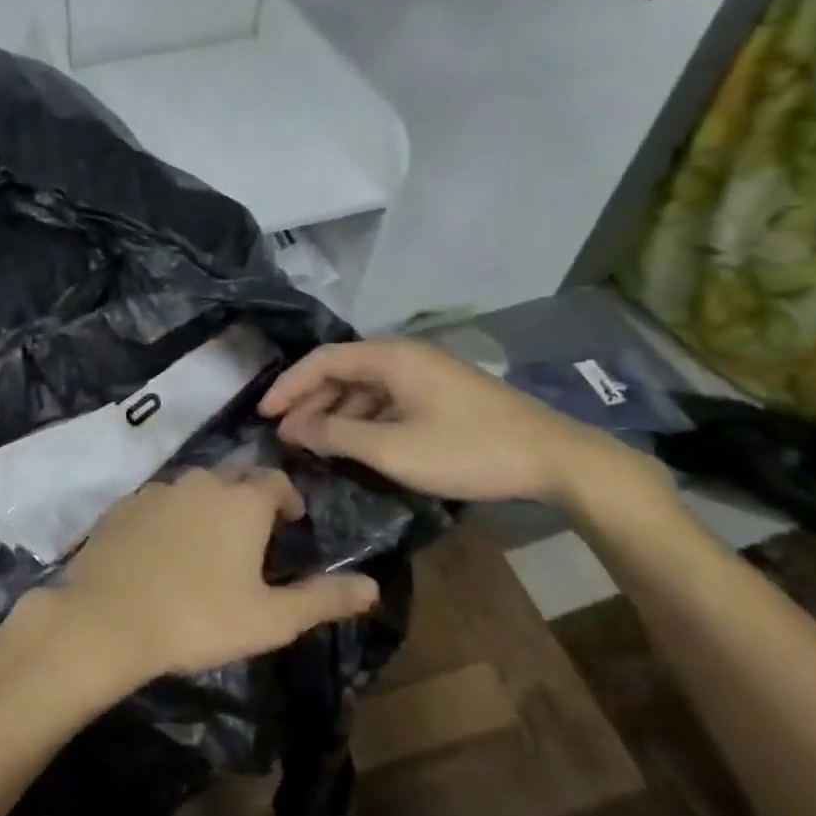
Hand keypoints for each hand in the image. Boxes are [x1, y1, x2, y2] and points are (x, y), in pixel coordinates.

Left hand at [47, 468, 379, 690]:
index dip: (287, 499)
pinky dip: (169, 517)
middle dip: (248, 497)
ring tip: (208, 545)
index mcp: (242, 500)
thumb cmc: (199, 618)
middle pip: (234, 476)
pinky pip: (158, 502)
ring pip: (193, 487)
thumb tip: (372, 587)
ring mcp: (157, 489)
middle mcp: (201, 481)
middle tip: (251, 535)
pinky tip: (163, 551)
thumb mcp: (271, 619)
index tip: (290, 523)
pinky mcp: (123, 505)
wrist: (107, 619)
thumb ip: (323, 599)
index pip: (276, 481)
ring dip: (208, 506)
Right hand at [260, 337, 657, 507]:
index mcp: (390, 358)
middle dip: (308, 401)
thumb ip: (338, 435)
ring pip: (363, 389)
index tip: (263, 415)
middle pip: (341, 371)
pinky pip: (385, 402)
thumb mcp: (394, 449)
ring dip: (333, 413)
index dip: (288, 386)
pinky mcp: (438, 396)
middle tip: (282, 435)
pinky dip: (361, 420)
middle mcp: (404, 357)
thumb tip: (294, 429)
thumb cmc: (468, 449)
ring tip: (310, 444)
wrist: (553, 458)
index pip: (323, 360)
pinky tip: (351, 445)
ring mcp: (424, 376)